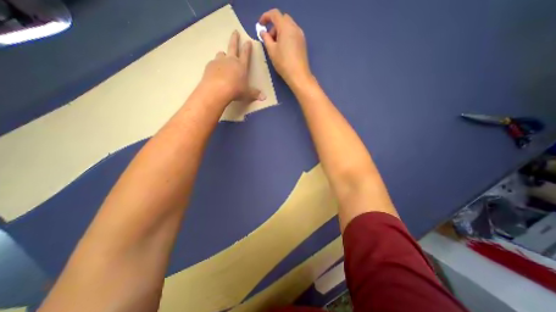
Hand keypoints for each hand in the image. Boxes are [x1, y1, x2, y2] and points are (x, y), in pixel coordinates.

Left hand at [202, 30, 263, 104]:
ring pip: (221, 54)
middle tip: (235, 31)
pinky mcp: (210, 66)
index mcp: (241, 65)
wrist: (217, 90)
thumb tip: (264, 98)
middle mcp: (230, 60)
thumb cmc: (235, 90)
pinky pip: (213, 63)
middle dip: (235, 38)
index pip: (245, 54)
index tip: (248, 41)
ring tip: (223, 57)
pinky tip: (215, 72)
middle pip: (232, 46)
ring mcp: (219, 61)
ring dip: (223, 55)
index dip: (247, 47)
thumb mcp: (247, 93)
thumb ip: (255, 94)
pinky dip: (215, 66)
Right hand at [258, 9, 310, 84]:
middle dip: (274, 26)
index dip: (266, 17)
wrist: (298, 75)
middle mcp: (295, 27)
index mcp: (286, 27)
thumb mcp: (271, 51)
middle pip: (282, 19)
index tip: (260, 25)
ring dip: (280, 32)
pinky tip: (283, 49)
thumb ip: (266, 39)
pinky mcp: (303, 43)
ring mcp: (300, 35)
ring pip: (288, 27)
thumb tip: (263, 32)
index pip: (275, 14)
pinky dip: (286, 36)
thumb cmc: (283, 63)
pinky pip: (293, 34)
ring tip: (276, 46)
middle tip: (269, 39)